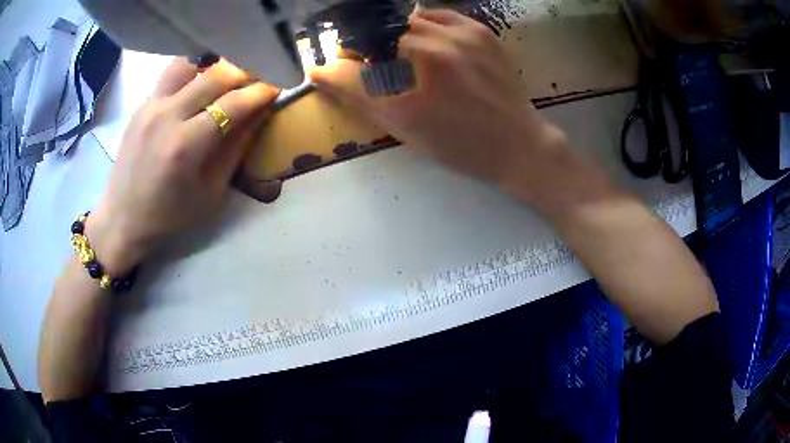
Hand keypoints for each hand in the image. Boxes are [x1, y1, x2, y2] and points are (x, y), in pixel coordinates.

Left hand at [87, 58, 278, 273]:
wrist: (123, 218)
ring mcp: (151, 106)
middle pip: (215, 75)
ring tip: (225, 79)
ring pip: (190, 64)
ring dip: (214, 67)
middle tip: (259, 78)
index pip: (232, 104)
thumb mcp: (211, 192)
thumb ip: (235, 148)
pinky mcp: (142, 105)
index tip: (278, 87)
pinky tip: (198, 89)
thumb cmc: (169, 215)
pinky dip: (193, 74)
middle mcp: (167, 116)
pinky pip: (172, 76)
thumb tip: (259, 114)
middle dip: (244, 72)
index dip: (261, 92)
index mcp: (185, 146)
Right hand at [309, 9, 572, 204]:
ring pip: (403, 20)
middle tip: (371, 63)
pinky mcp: (478, 29)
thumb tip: (322, 73)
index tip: (336, 68)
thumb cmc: (459, 146)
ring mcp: (458, 36)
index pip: (350, 64)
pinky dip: (422, 25)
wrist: (517, 143)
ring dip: (392, 34)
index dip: (337, 64)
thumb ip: (360, 99)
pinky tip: (426, 42)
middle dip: (365, 47)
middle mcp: (430, 53)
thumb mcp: (405, 131)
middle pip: (376, 34)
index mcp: (408, 89)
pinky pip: (435, 14)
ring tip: (402, 53)